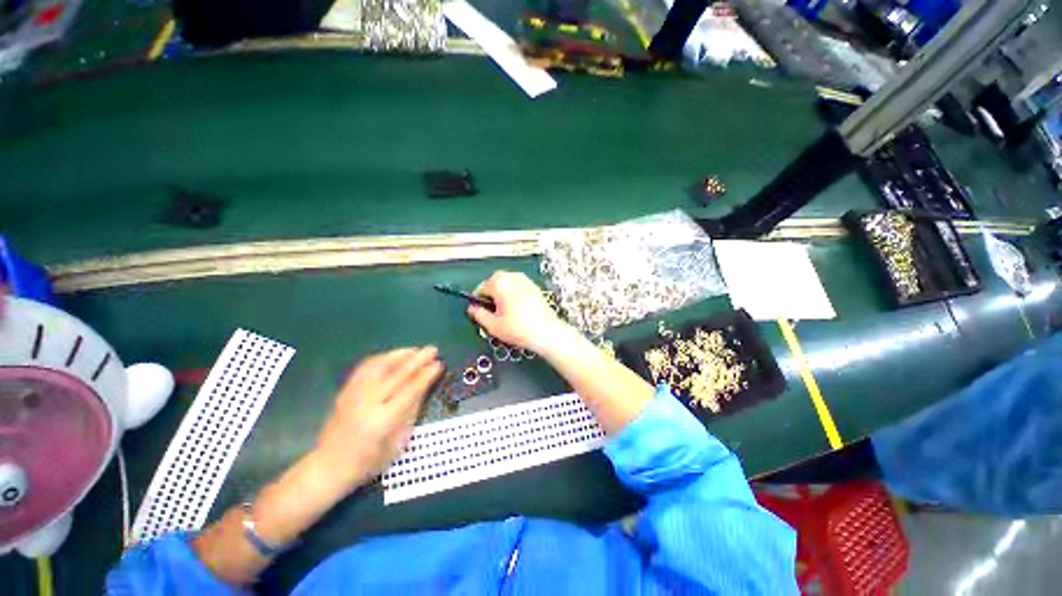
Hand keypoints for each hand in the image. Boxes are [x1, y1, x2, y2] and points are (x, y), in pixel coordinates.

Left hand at [313, 346, 442, 495]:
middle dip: (417, 360)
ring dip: (400, 355)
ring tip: (416, 349)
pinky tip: (393, 355)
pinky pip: (365, 368)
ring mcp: (353, 395)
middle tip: (432, 349)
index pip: (410, 390)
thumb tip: (425, 387)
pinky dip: (382, 358)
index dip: (426, 375)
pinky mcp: (345, 391)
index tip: (438, 364)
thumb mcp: (398, 443)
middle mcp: (367, 403)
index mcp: (383, 420)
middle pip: (396, 374)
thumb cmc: (369, 462)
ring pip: (379, 366)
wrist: (328, 467)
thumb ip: (411, 412)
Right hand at [468, 271, 569, 353]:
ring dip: (502, 294)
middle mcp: (512, 276)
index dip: (478, 301)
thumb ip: (478, 314)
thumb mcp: (493, 325)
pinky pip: (518, 287)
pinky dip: (514, 294)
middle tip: (493, 312)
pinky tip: (517, 309)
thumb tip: (472, 308)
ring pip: (507, 284)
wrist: (546, 332)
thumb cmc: (518, 328)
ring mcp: (525, 280)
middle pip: (494, 283)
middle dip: (491, 295)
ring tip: (505, 312)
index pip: (481, 288)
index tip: (480, 312)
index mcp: (499, 282)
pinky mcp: (534, 286)